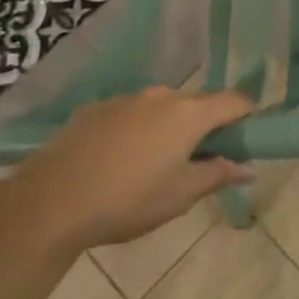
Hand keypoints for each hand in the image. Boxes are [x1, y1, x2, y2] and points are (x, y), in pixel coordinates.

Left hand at [14, 87, 254, 249]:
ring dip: (169, 128)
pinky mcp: (95, 109)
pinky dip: (137, 131)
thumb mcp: (180, 196)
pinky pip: (130, 114)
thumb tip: (247, 168)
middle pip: (197, 103)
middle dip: (206, 126)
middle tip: (201, 159)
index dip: (248, 114)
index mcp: (188, 114)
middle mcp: (160, 96)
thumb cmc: (128, 201)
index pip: (234, 100)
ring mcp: (125, 99)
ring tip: (155, 164)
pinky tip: (119, 162)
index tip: (249, 135)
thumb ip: (217, 175)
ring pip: (161, 108)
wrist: (50, 202)